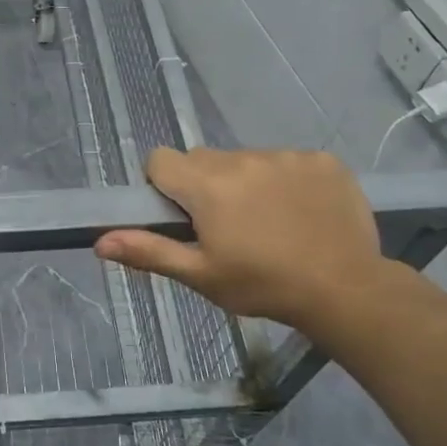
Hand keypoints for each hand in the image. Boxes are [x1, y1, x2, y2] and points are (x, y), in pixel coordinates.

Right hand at [94, 147, 386, 336]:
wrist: (347, 289)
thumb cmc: (263, 285)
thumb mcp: (201, 275)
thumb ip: (149, 252)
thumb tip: (99, 242)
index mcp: (206, 185)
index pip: (161, 159)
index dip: (163, 185)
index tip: (182, 216)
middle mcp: (241, 159)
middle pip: (203, 159)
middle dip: (204, 186)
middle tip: (226, 227)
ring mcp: (285, 156)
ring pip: (246, 161)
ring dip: (246, 183)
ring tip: (270, 224)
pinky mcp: (321, 160)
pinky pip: (288, 162)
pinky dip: (286, 182)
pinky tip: (302, 214)